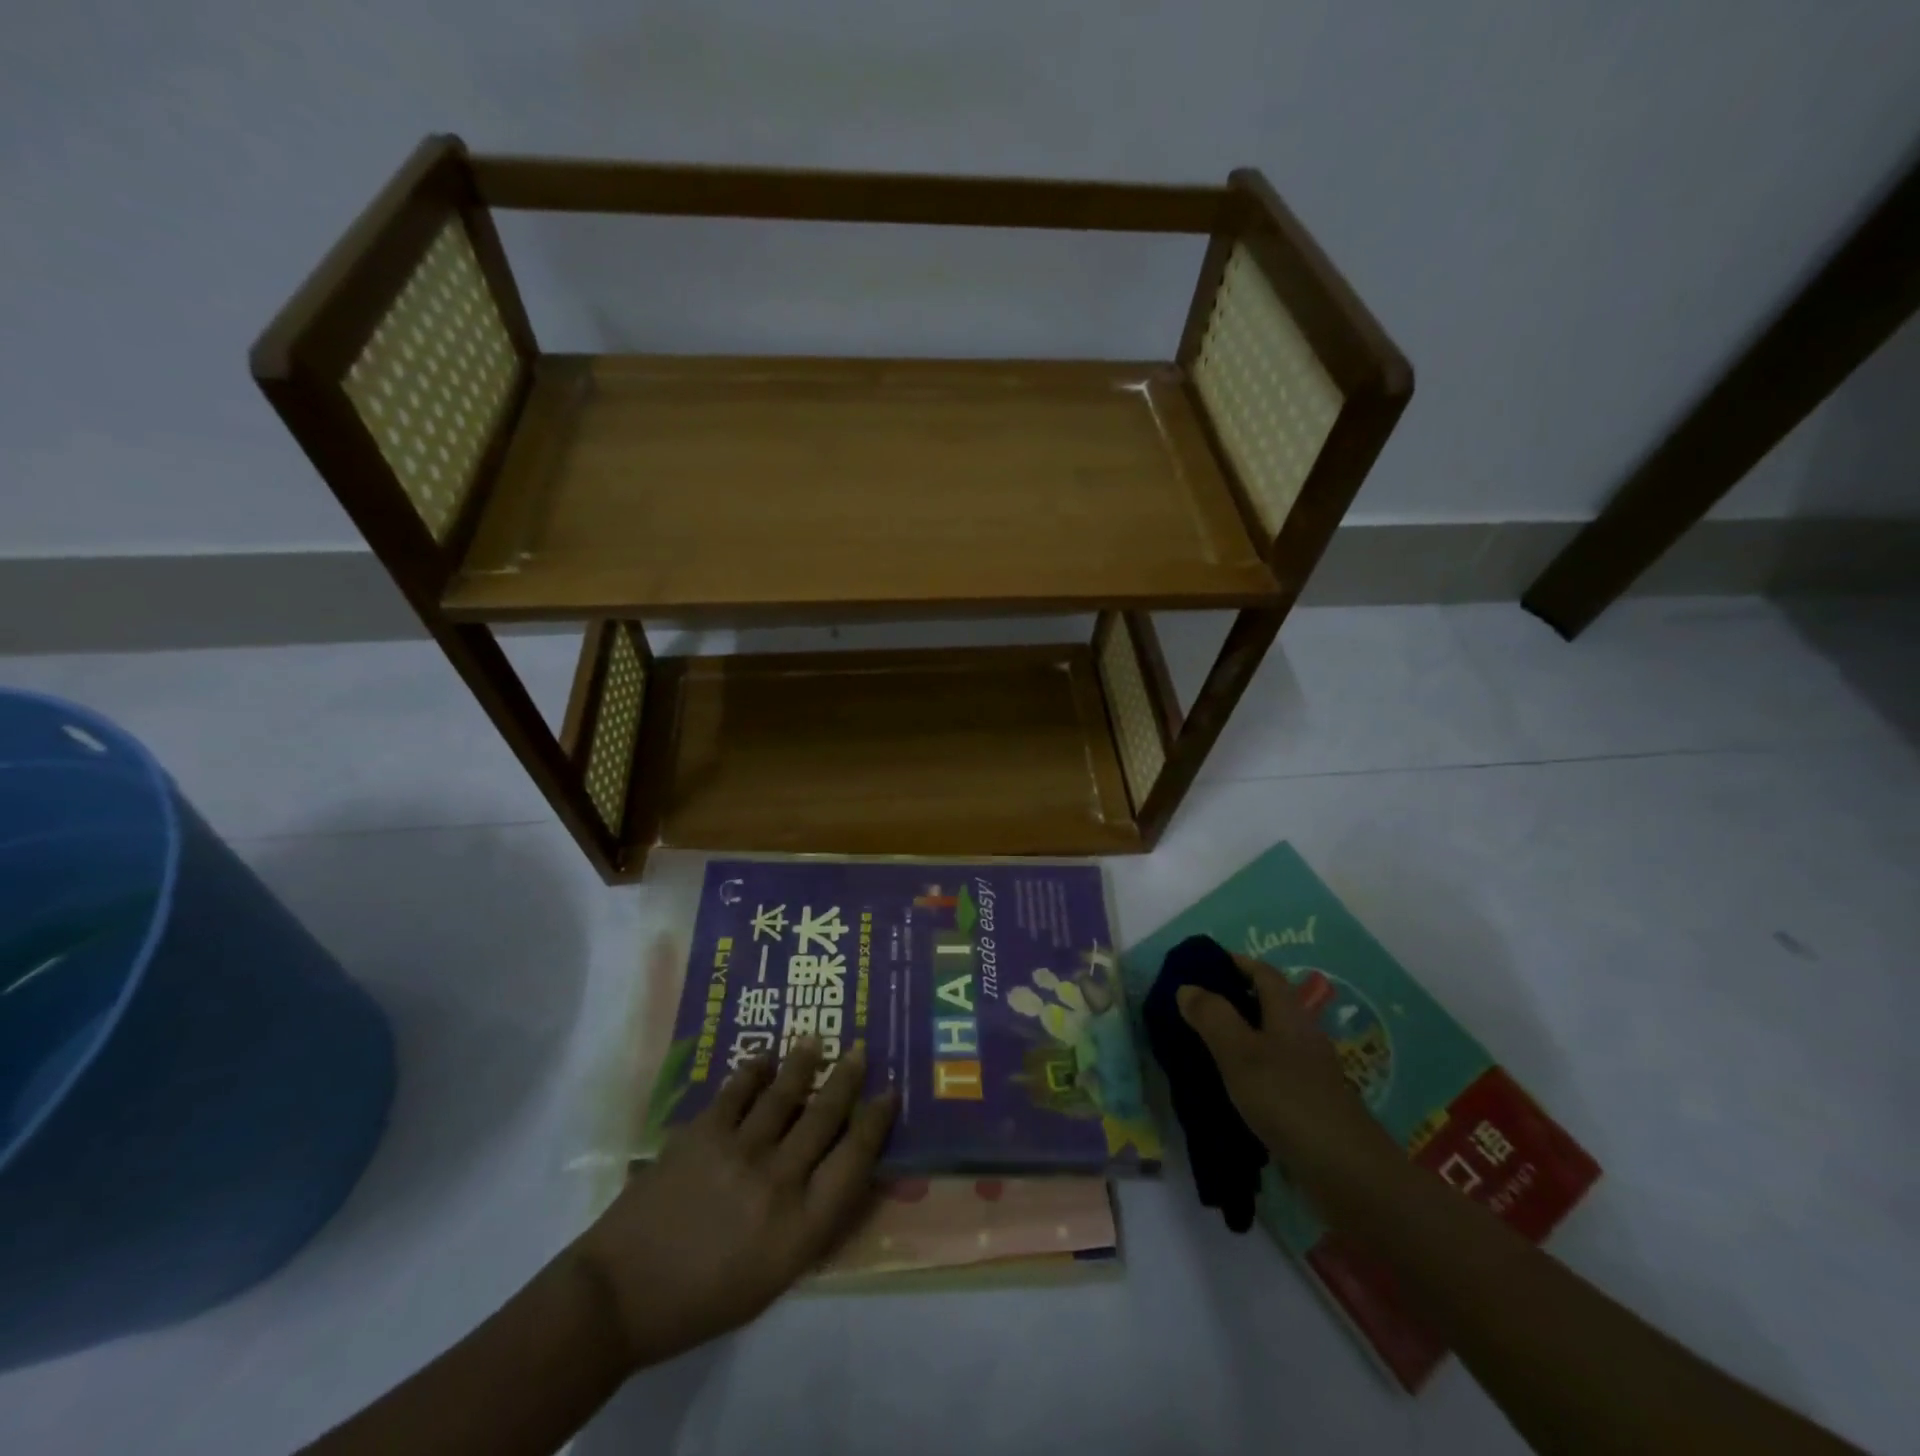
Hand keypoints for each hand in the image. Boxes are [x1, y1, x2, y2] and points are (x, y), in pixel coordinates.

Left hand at [569, 1038, 895, 1369]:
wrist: (621, 1295)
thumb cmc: (705, 1299)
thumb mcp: (775, 1276)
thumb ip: (813, 1222)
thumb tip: (845, 1175)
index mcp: (801, 1226)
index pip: (856, 1161)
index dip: (877, 1122)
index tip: (889, 1094)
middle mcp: (778, 1181)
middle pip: (825, 1116)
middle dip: (848, 1079)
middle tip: (860, 1051)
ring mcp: (739, 1151)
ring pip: (785, 1093)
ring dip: (804, 1063)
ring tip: (815, 1040)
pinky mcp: (703, 1132)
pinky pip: (737, 1089)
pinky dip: (753, 1070)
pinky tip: (763, 1058)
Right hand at [1178, 955, 1396, 1181]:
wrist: (1347, 1173)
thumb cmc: (1288, 1100)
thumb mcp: (1240, 1053)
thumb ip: (1212, 1017)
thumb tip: (1188, 987)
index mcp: (1288, 1015)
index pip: (1264, 974)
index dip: (1238, 962)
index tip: (1207, 962)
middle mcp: (1302, 1037)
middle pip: (1269, 1006)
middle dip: (1235, 999)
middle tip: (1195, 1005)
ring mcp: (1309, 1074)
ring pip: (1270, 1041)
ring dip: (1240, 1037)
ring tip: (1203, 1045)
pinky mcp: (1309, 1106)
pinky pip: (1273, 1074)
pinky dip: (1250, 1072)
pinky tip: (1229, 1089)